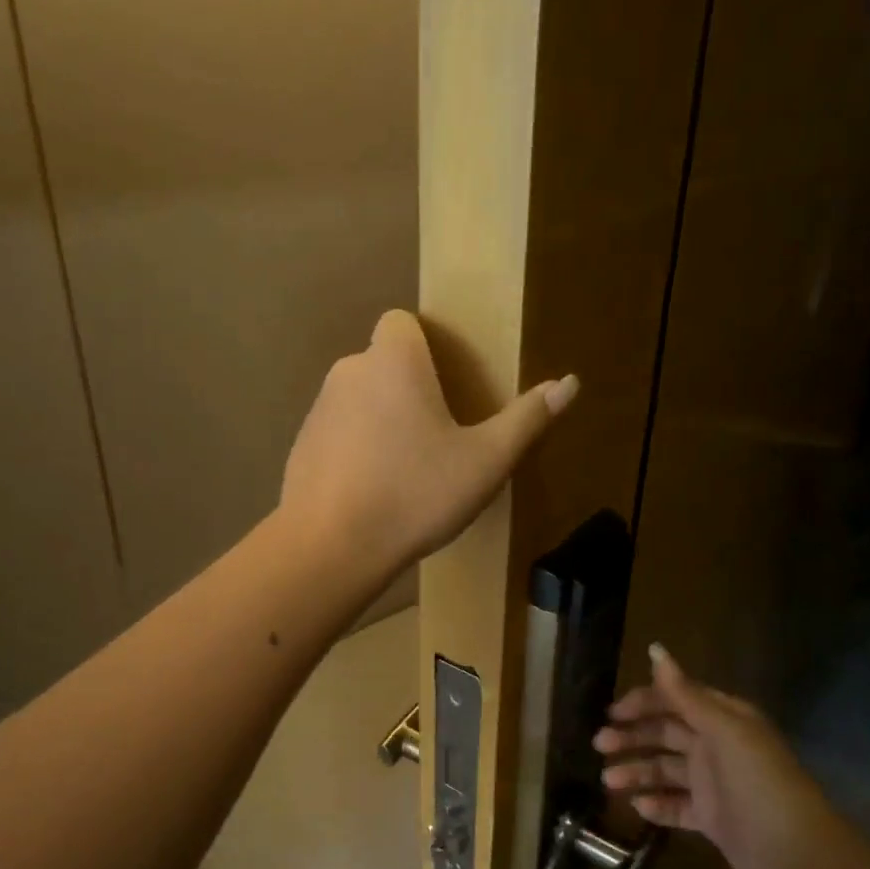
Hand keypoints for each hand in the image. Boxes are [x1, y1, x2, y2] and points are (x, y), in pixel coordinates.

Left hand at [280, 310, 577, 575]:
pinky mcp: (300, 446)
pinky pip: (337, 433)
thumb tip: (570, 382)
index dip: (425, 343)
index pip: (402, 321)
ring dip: (382, 419)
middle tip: (439, 434)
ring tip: (407, 469)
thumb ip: (526, 419)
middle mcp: (349, 372)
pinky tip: (372, 491)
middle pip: (383, 362)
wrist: (330, 547)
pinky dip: (355, 448)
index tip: (447, 382)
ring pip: (359, 399)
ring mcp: (318, 410)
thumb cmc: (414, 495)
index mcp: (393, 361)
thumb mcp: (485, 462)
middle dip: (409, 387)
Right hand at [594, 644, 847, 868]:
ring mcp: (712, 783)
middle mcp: (715, 746)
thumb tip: (655, 649)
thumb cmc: (758, 781)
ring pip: (663, 770)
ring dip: (635, 772)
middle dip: (631, 737)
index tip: (612, 713)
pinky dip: (655, 805)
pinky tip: (637, 806)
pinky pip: (675, 805)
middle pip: (663, 733)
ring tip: (609, 782)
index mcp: (721, 719)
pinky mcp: (710, 817)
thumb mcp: (723, 731)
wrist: (797, 852)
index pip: (674, 700)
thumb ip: (685, 694)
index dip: (642, 703)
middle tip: (599, 745)